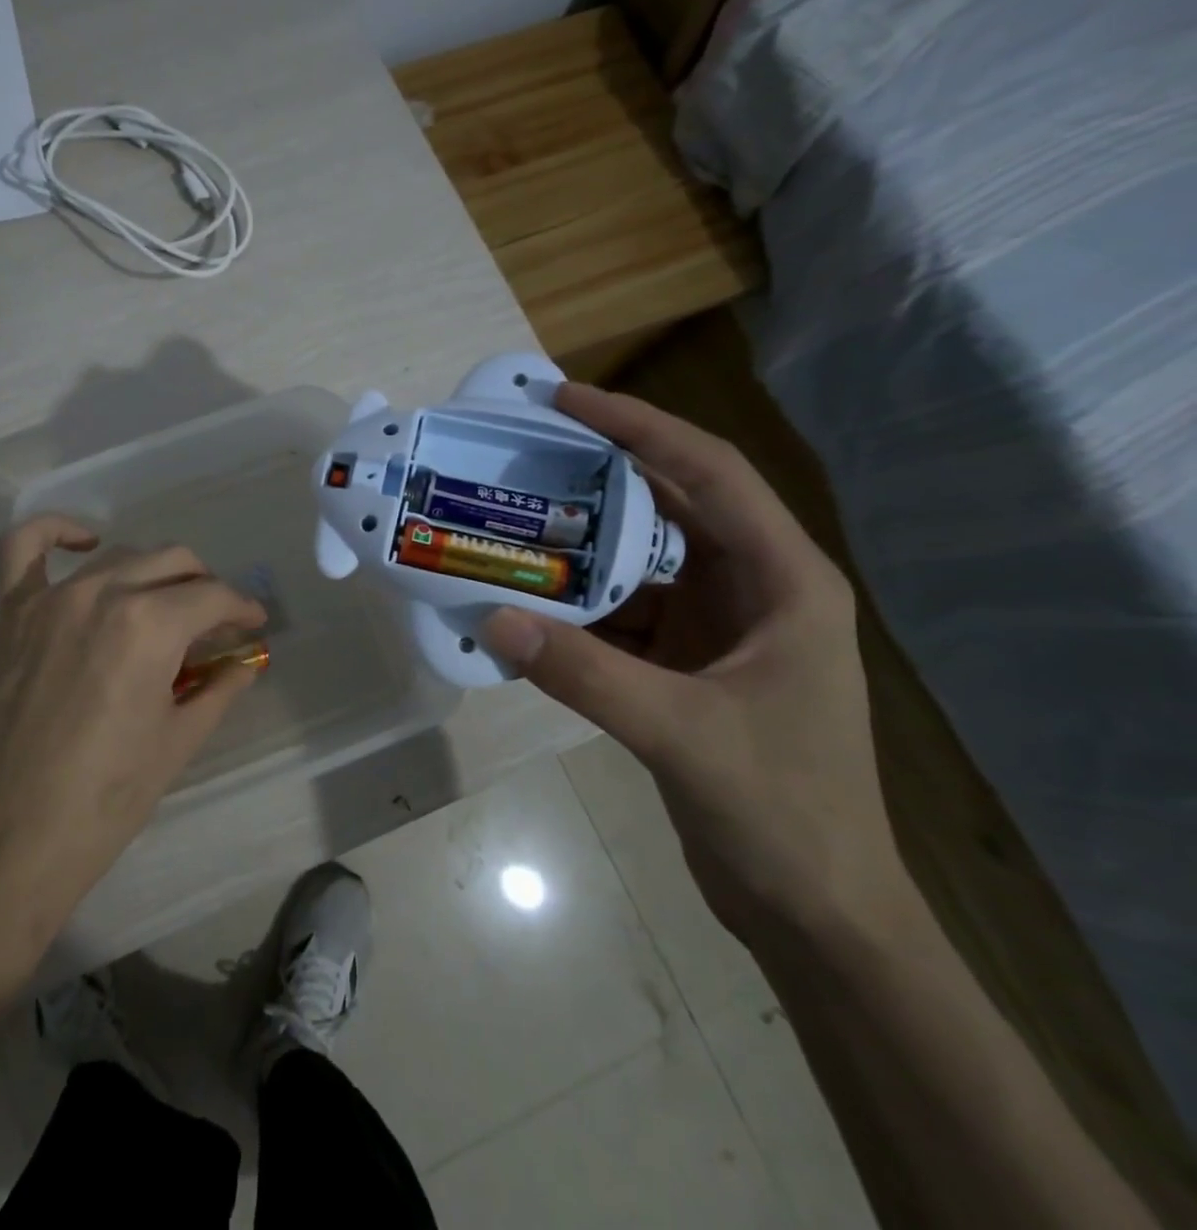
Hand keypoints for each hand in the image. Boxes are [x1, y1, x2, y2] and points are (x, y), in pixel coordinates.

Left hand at [0, 516, 266, 971]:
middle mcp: (103, 592)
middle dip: (206, 588)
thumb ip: (219, 687)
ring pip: (120, 555)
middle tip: (217, 623)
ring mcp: (51, 597)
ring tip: (167, 604)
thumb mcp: (179, 740)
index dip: (243, 608)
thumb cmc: (107, 798)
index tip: (255, 624)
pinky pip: (25, 546)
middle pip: (173, 563)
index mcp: (150, 625)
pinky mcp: (13, 612)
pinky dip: (57, 532)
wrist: (12, 838)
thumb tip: (247, 661)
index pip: (213, 597)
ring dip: (154, 572)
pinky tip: (86, 543)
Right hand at [482, 384, 907, 949]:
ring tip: (512, 517)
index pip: (709, 474)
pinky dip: (577, 603)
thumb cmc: (782, 813)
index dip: (639, 427)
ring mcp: (719, 626)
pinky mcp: (687, 662)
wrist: (816, 908)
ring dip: (581, 541)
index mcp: (785, 581)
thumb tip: (492, 618)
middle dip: (601, 471)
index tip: (566, 400)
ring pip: (641, 559)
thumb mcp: (682, 734)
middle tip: (525, 448)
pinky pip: (623, 611)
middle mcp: (755, 587)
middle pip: (672, 503)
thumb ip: (585, 674)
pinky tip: (527, 600)